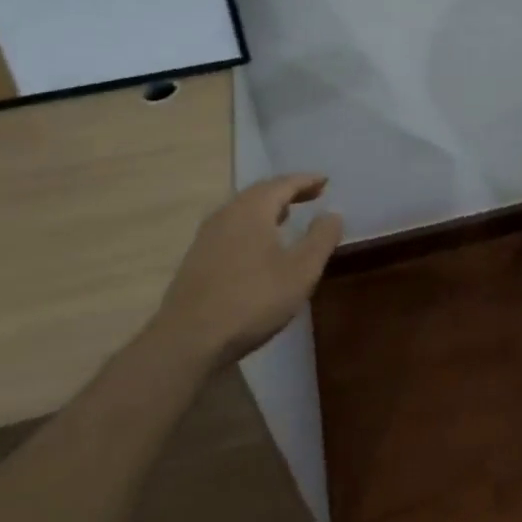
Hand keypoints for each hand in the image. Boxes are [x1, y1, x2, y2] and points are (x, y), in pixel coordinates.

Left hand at [150, 174, 343, 365]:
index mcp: (252, 210)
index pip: (283, 183)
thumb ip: (321, 238)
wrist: (188, 341)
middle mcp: (227, 214)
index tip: (325, 180)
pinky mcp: (197, 258)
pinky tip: (259, 244)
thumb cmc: (253, 300)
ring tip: (287, 215)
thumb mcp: (301, 271)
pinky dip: (252, 225)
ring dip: (268, 208)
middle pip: (260, 192)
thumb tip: (332, 213)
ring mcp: (207, 236)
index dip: (306, 180)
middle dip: (287, 191)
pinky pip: (232, 227)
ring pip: (243, 210)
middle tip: (311, 194)